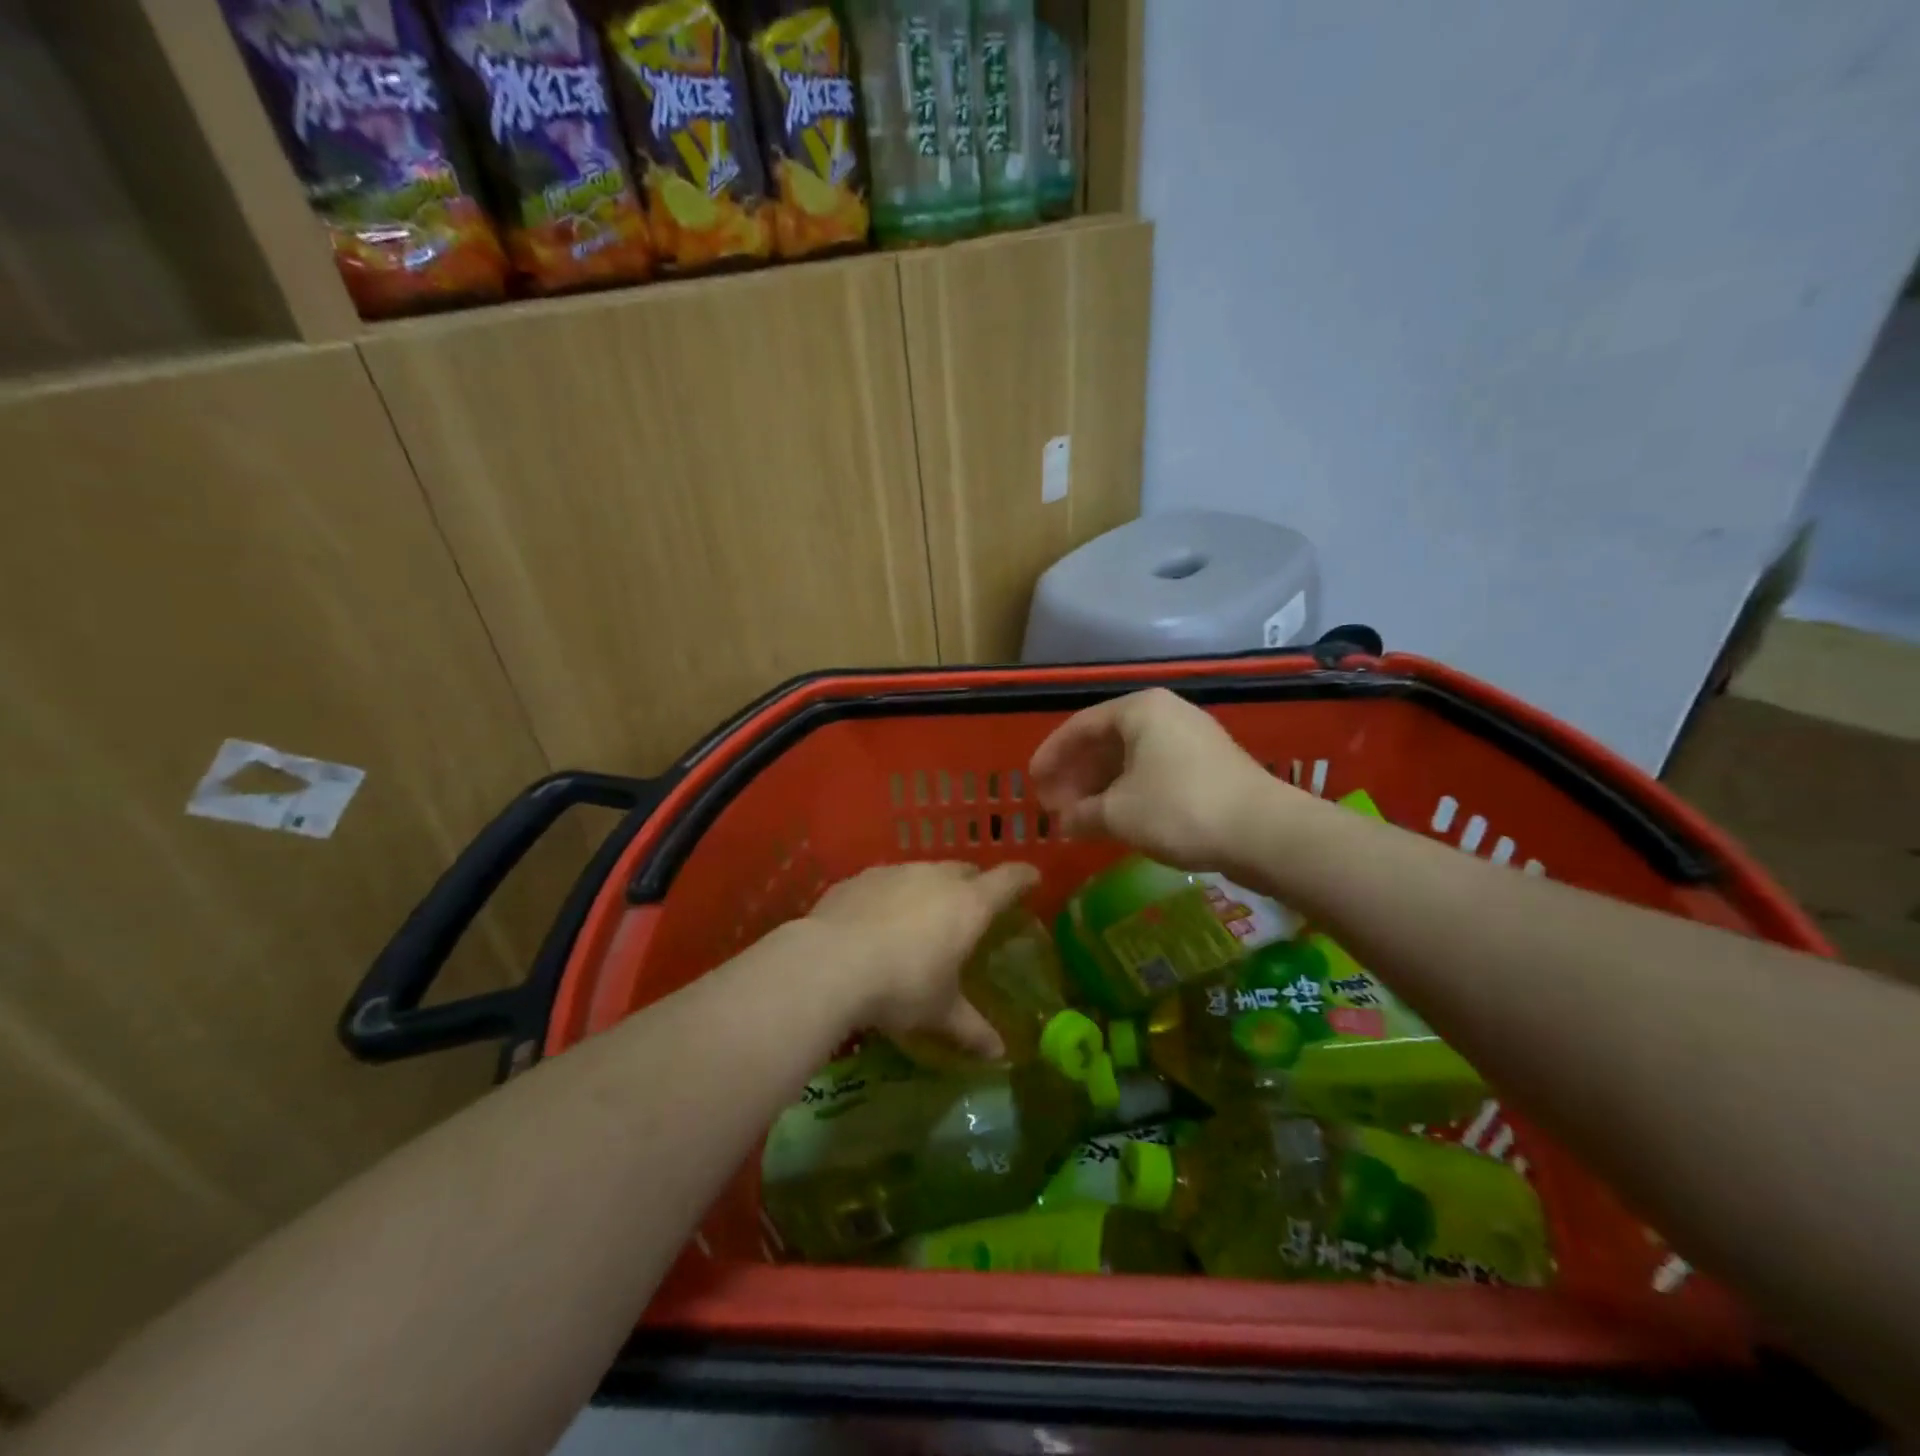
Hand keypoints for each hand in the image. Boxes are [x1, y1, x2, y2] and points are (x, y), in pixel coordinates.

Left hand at [806, 861, 1038, 1058]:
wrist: (830, 963)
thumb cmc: (902, 986)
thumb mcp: (940, 1013)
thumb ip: (971, 1028)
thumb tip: (1000, 1054)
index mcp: (968, 905)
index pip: (1008, 880)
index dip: (1023, 877)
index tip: (1032, 878)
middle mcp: (935, 878)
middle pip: (965, 870)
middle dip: (973, 883)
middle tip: (973, 905)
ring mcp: (895, 872)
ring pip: (923, 872)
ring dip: (929, 888)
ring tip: (922, 916)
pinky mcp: (860, 878)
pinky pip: (885, 881)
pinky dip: (890, 895)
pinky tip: (877, 920)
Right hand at [1029, 687, 1291, 870]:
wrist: (1265, 832)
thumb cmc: (1179, 810)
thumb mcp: (1118, 814)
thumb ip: (1081, 814)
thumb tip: (1063, 822)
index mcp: (1140, 710)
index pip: (1080, 726)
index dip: (1052, 755)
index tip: (1032, 782)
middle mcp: (1166, 713)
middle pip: (1106, 740)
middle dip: (1077, 774)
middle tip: (1055, 804)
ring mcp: (1192, 738)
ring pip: (1132, 758)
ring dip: (1102, 786)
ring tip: (1081, 816)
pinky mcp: (1210, 765)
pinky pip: (1155, 770)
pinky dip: (1130, 791)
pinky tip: (1118, 817)